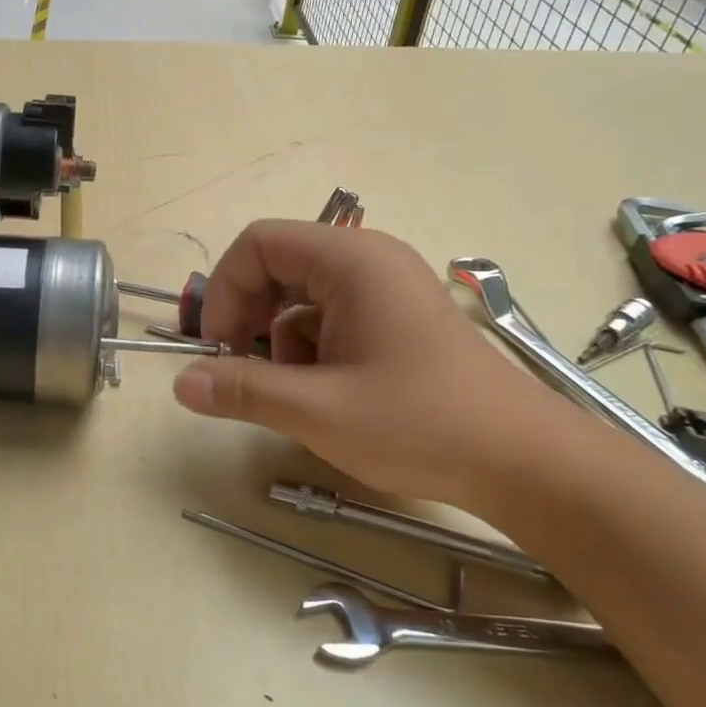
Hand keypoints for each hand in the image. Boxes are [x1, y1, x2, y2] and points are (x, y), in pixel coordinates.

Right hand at [171, 221, 562, 507]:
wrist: (524, 463)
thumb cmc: (421, 424)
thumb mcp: (318, 410)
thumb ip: (243, 390)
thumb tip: (181, 384)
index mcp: (351, 261)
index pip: (259, 243)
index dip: (224, 290)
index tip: (217, 348)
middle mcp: (368, 263)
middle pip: (277, 268)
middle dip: (248, 318)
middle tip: (239, 371)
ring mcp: (385, 292)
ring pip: (300, 300)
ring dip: (278, 343)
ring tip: (294, 395)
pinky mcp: (395, 323)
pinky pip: (330, 322)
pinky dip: (310, 354)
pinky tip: (324, 398)